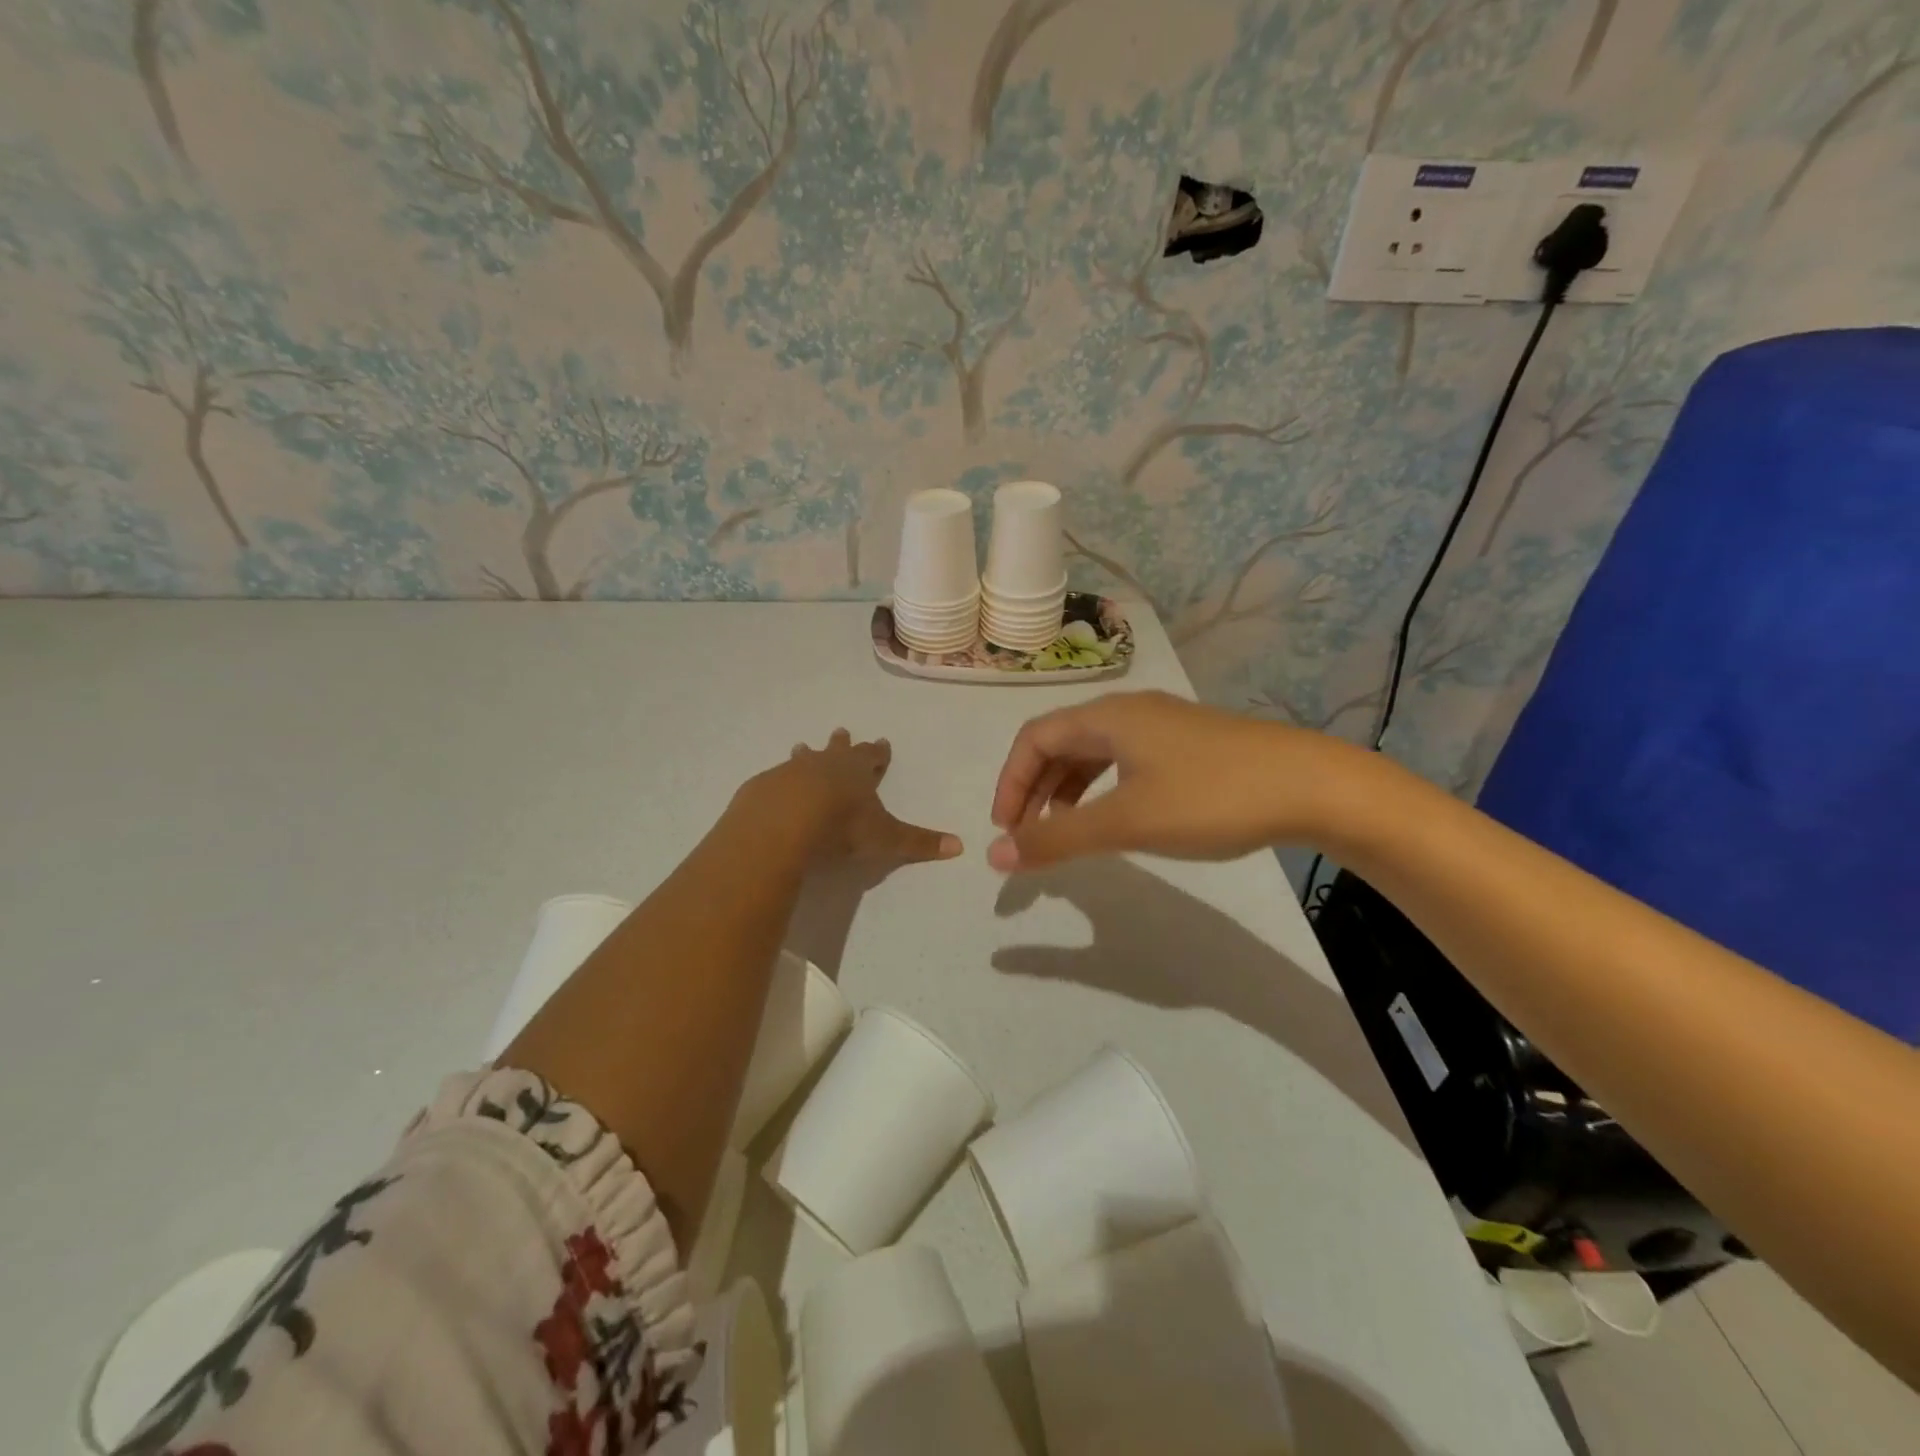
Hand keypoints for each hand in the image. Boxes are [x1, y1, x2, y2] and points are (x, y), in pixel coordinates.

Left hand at [755, 729, 961, 864]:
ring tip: (800, 747)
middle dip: (841, 743)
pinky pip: (774, 780)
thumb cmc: (841, 826)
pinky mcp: (763, 787)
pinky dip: (778, 782)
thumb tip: (960, 847)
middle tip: (841, 731)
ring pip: (802, 759)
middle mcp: (825, 764)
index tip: (882, 742)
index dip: (878, 752)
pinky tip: (774, 788)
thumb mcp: (885, 838)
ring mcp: (790, 772)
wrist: (783, 823)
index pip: (872, 756)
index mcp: (856, 771)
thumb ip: (918, 843)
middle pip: (835, 749)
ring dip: (805, 755)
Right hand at [986, 691, 1361, 871]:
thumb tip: (995, 855)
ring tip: (1064, 830)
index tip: (1006, 830)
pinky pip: (1124, 760)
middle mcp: (1129, 711)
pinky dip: (1102, 788)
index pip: (1033, 738)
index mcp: (1107, 716)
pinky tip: (1114, 815)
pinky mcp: (1188, 744)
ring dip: (1067, 789)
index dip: (1010, 782)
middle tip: (1029, 835)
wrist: (1313, 787)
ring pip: (1093, 752)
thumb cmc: (1211, 798)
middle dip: (1035, 787)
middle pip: (1060, 741)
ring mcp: (1163, 725)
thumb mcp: (1127, 821)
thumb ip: (1057, 838)